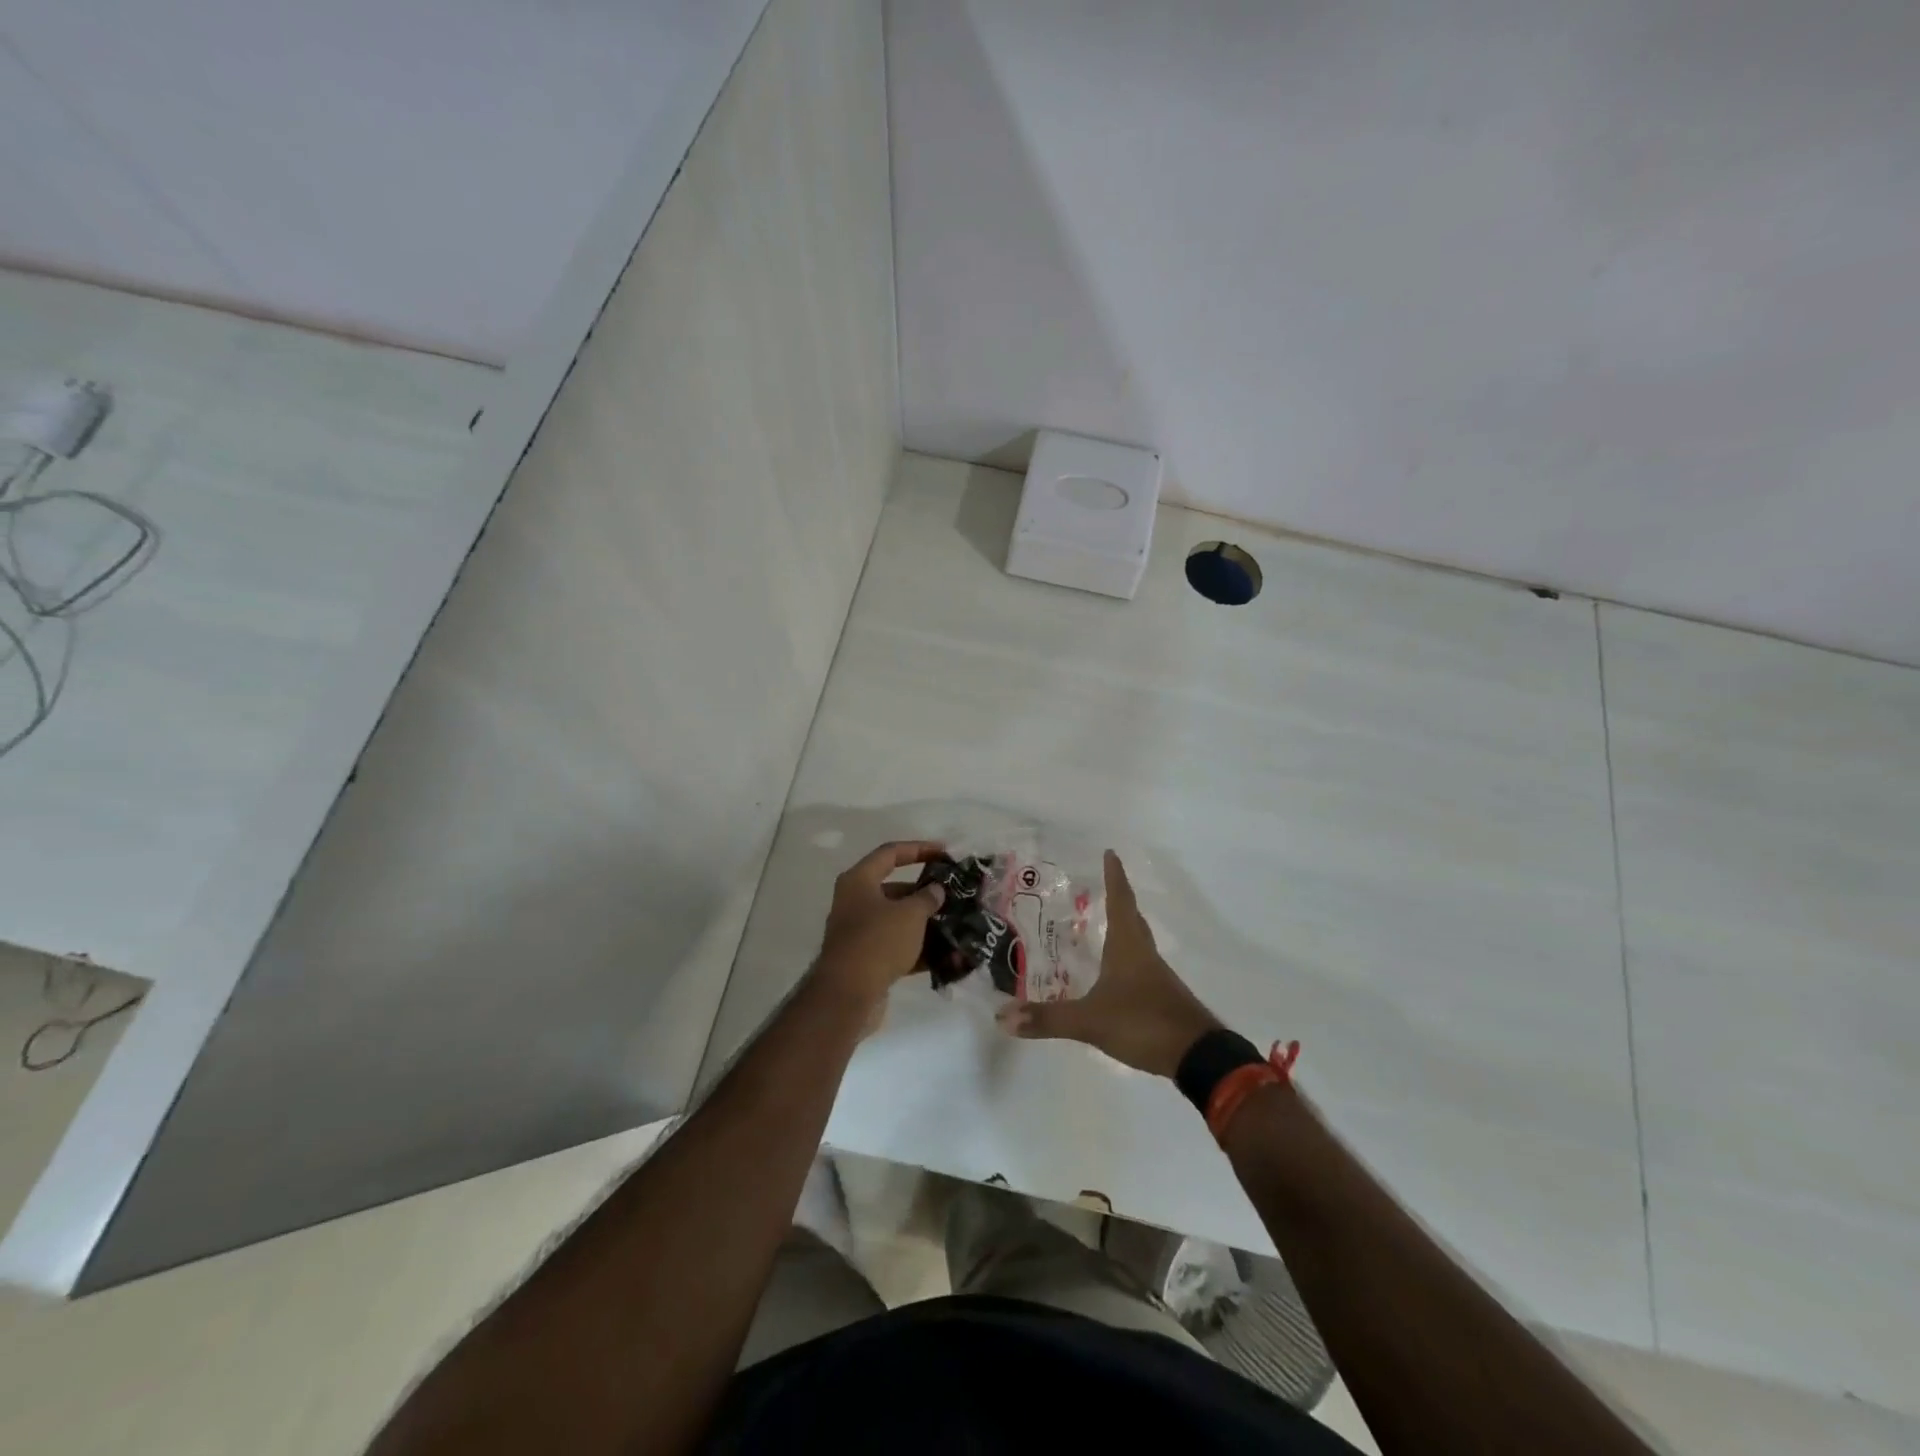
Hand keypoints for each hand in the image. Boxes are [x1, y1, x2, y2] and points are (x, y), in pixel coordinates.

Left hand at [813, 840, 947, 1006]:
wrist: (847, 995)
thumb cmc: (878, 941)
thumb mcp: (910, 914)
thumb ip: (927, 897)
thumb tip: (936, 890)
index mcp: (859, 881)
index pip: (891, 853)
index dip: (919, 849)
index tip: (945, 853)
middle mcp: (856, 902)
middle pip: (896, 889)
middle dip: (927, 893)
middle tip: (955, 895)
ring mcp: (860, 932)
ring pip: (898, 920)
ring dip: (926, 923)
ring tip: (956, 925)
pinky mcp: (866, 959)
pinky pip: (897, 947)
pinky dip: (919, 949)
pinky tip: (946, 956)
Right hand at [998, 850, 1222, 1077]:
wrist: (1197, 1056)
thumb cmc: (1143, 1022)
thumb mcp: (1090, 1022)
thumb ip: (1048, 1019)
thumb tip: (1002, 1016)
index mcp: (1128, 947)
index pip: (1120, 901)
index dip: (1114, 877)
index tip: (1111, 853)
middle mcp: (1144, 954)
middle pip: (1133, 918)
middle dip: (1119, 899)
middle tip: (1105, 885)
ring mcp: (1157, 976)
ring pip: (1139, 942)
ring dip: (1125, 928)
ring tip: (1107, 923)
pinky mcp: (1163, 998)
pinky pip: (1142, 967)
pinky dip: (1128, 958)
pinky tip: (1117, 973)